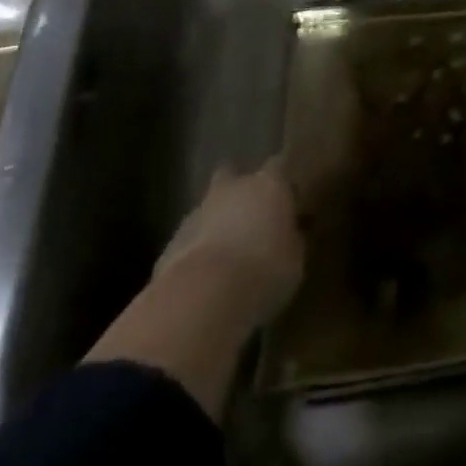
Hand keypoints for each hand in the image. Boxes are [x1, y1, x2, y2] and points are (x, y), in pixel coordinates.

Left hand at [155, 157, 303, 326]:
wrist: (203, 298)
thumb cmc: (264, 271)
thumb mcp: (294, 258)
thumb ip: (290, 239)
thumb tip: (288, 235)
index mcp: (269, 184)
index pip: (278, 166)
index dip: (281, 183)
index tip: (287, 201)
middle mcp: (233, 188)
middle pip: (233, 177)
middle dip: (238, 193)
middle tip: (249, 218)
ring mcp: (197, 212)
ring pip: (209, 209)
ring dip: (216, 224)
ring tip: (227, 256)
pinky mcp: (171, 243)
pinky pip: (191, 240)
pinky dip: (198, 251)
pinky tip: (205, 278)